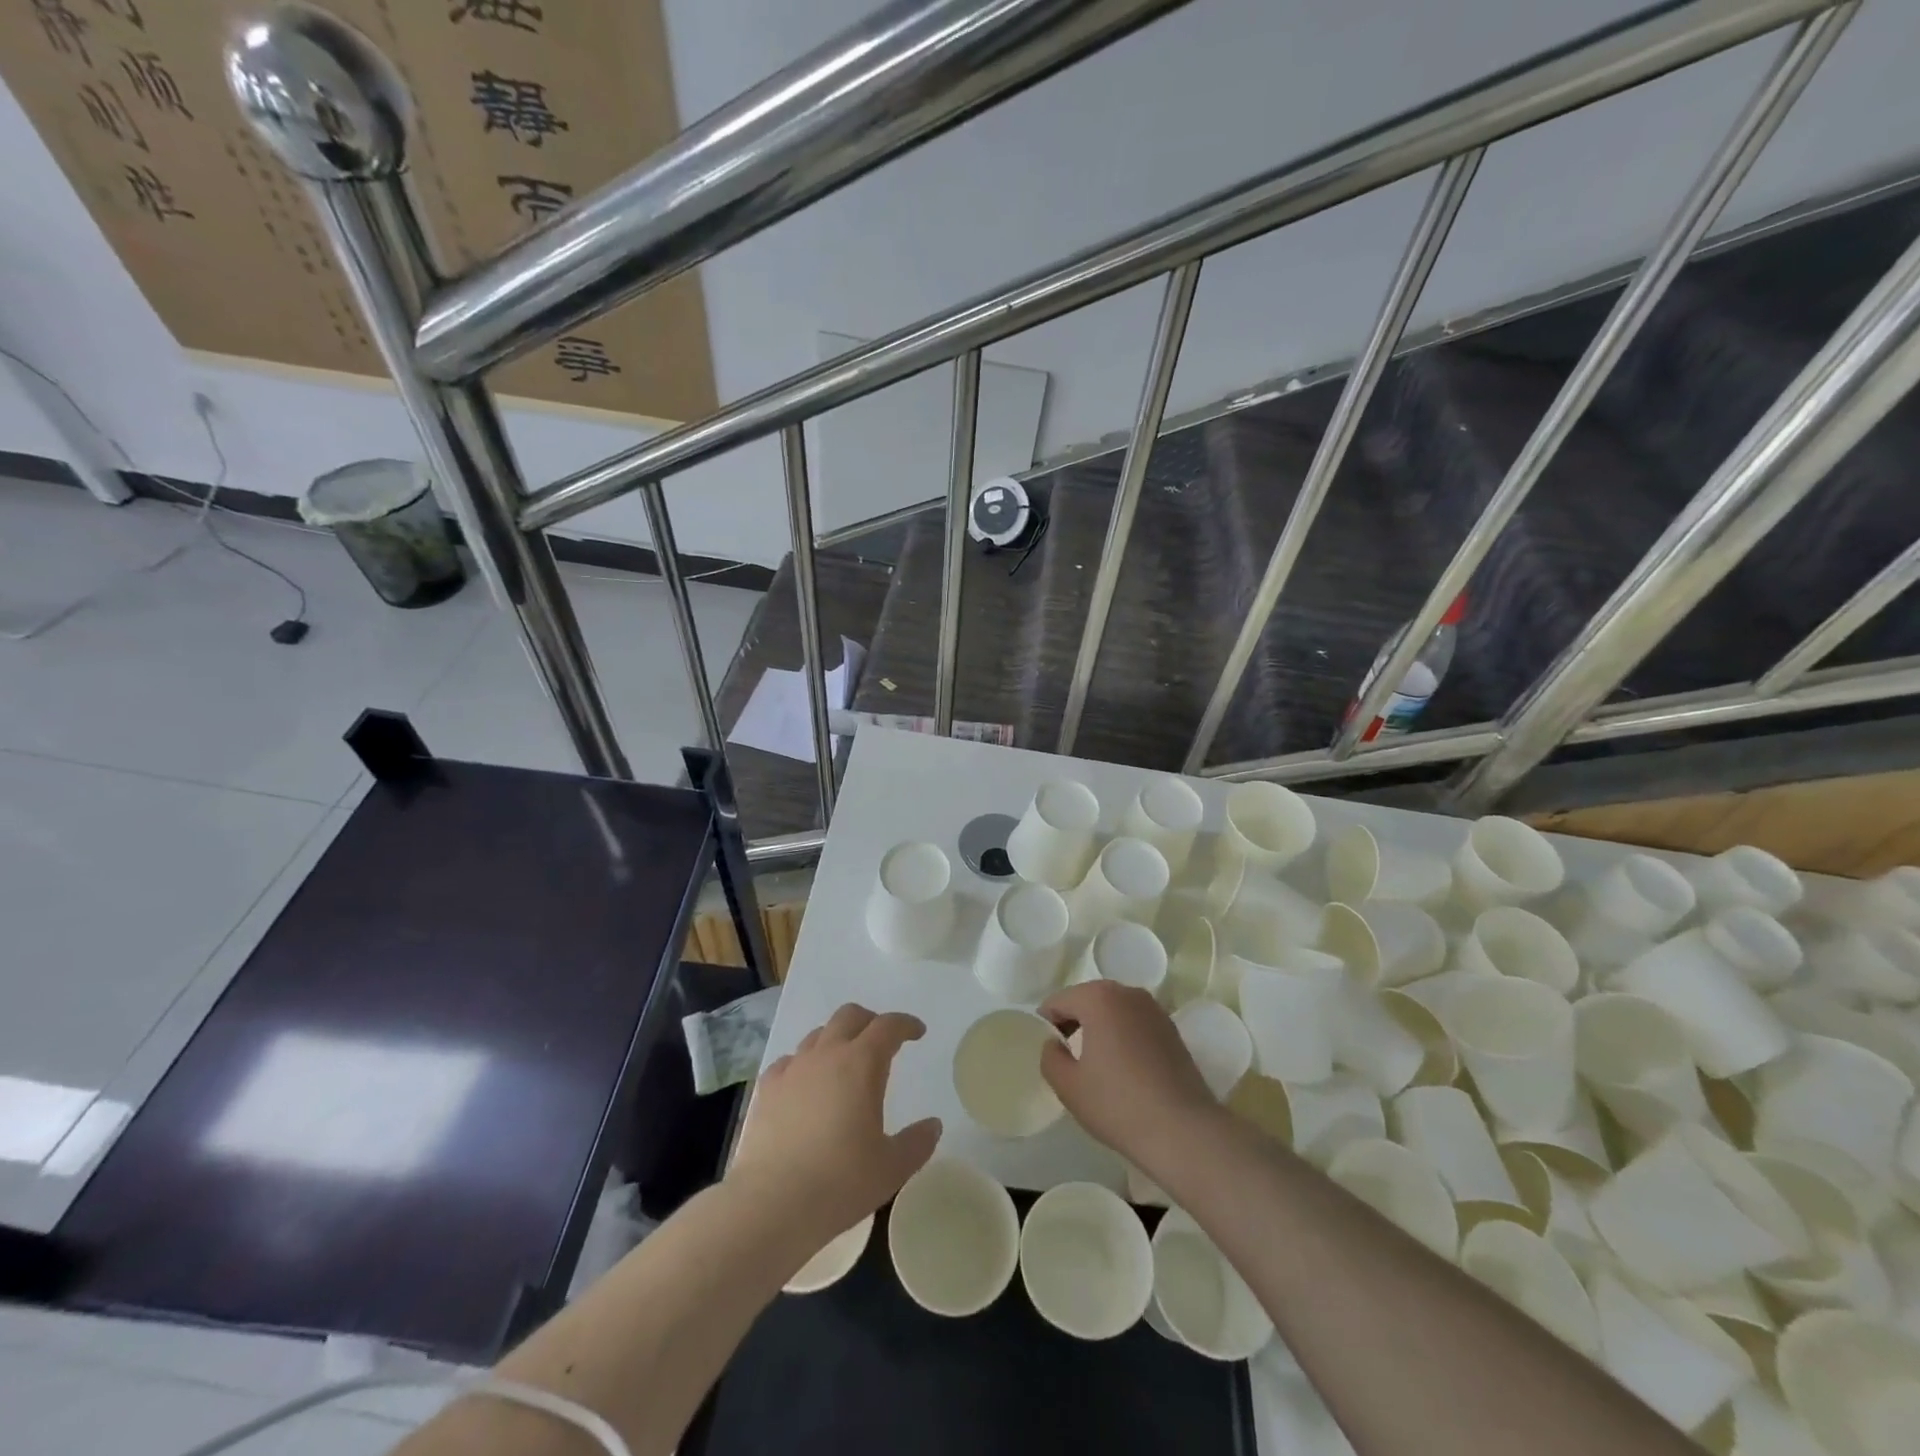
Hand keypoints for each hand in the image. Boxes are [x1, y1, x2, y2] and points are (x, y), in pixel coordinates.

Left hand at [730, 1004, 940, 1247]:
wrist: (769, 1204)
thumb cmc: (839, 1182)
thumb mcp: (891, 1168)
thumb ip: (917, 1142)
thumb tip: (932, 1125)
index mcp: (861, 1064)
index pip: (888, 1027)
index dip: (905, 1024)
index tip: (917, 1032)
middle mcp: (826, 1055)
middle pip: (849, 1016)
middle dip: (870, 1022)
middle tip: (883, 1042)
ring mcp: (792, 1069)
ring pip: (818, 1035)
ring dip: (837, 1040)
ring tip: (845, 1065)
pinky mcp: (766, 1089)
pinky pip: (789, 1061)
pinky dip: (804, 1065)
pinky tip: (806, 1086)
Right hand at [1039, 981, 1222, 1178]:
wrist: (1183, 1131)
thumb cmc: (1118, 1104)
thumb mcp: (1068, 1085)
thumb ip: (1049, 1056)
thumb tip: (1055, 1043)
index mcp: (1099, 997)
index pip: (1058, 1001)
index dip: (1046, 1024)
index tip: (1047, 1052)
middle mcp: (1128, 993)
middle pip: (1088, 1000)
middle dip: (1073, 1022)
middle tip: (1067, 1058)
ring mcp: (1154, 1009)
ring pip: (1114, 1011)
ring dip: (1100, 1028)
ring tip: (1096, 1065)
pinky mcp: (1172, 1030)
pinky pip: (1135, 1024)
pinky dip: (1123, 1037)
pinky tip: (1125, 1069)